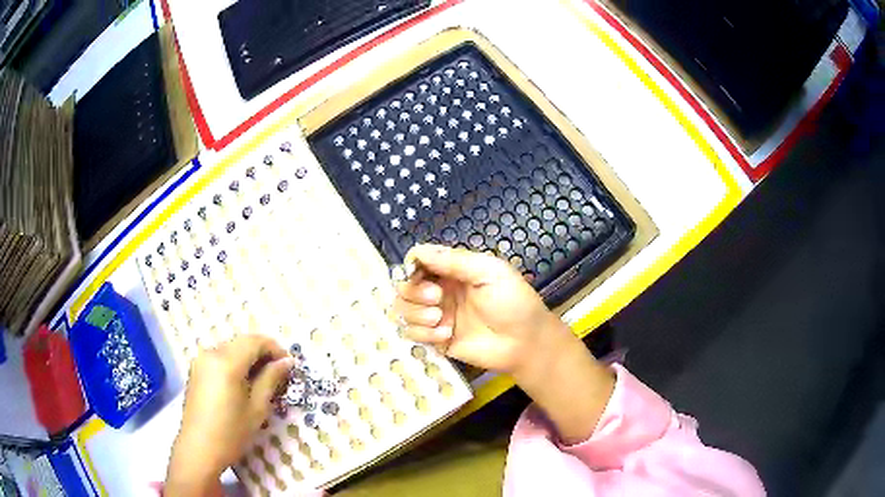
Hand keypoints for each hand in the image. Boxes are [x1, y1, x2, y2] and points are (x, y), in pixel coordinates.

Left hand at [166, 335, 295, 495]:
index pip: (255, 341)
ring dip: (249, 358)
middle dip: (262, 353)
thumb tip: (286, 362)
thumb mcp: (257, 408)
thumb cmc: (231, 433)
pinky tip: (243, 383)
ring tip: (262, 380)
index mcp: (226, 362)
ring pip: (231, 349)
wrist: (199, 448)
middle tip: (279, 373)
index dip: (275, 348)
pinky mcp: (196, 369)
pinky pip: (220, 357)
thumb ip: (271, 379)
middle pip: (242, 342)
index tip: (289, 364)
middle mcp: (211, 353)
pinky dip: (235, 363)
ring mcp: (201, 360)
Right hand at [394, 244, 614, 443]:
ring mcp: (436, 316)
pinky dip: (424, 333)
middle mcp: (441, 291)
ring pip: (403, 310)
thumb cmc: (513, 302)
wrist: (525, 343)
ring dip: (416, 314)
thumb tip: (419, 251)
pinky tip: (446, 335)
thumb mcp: (489, 272)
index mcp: (453, 270)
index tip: (417, 273)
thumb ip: (455, 261)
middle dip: (414, 291)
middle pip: (404, 285)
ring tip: (440, 319)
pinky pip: (412, 334)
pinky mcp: (436, 339)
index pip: (418, 261)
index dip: (412, 266)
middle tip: (437, 298)